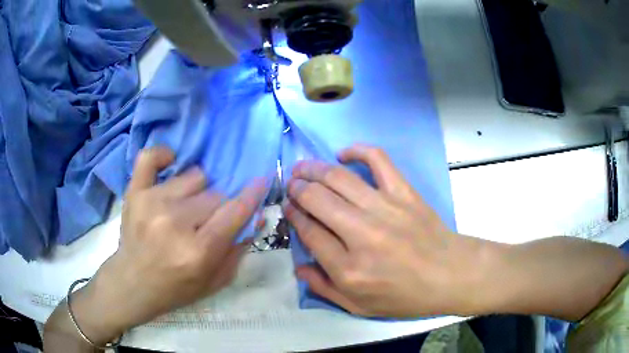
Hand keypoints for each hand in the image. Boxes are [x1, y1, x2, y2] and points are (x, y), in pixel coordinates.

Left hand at [73, 147, 266, 342]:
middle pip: (215, 194)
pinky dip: (163, 156)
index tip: (261, 180)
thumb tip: (255, 216)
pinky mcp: (134, 192)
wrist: (132, 283)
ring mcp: (152, 203)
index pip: (234, 212)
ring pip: (193, 176)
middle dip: (217, 208)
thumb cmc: (176, 288)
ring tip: (184, 207)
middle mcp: (175, 222)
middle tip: (205, 221)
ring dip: (195, 191)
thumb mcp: (215, 281)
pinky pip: (151, 157)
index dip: (251, 194)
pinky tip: (169, 165)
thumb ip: (238, 250)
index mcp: (198, 251)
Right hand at [285, 144, 494, 317]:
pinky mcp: (404, 192)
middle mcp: (362, 234)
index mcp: (348, 268)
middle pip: (317, 200)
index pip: (309, 232)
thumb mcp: (360, 307)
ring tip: (302, 167)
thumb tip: (299, 266)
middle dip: (297, 189)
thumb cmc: (405, 296)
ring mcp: (385, 209)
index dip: (294, 215)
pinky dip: (358, 151)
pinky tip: (344, 154)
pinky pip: (378, 160)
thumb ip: (324, 288)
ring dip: (314, 169)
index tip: (289, 208)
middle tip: (291, 185)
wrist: (449, 275)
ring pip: (339, 178)